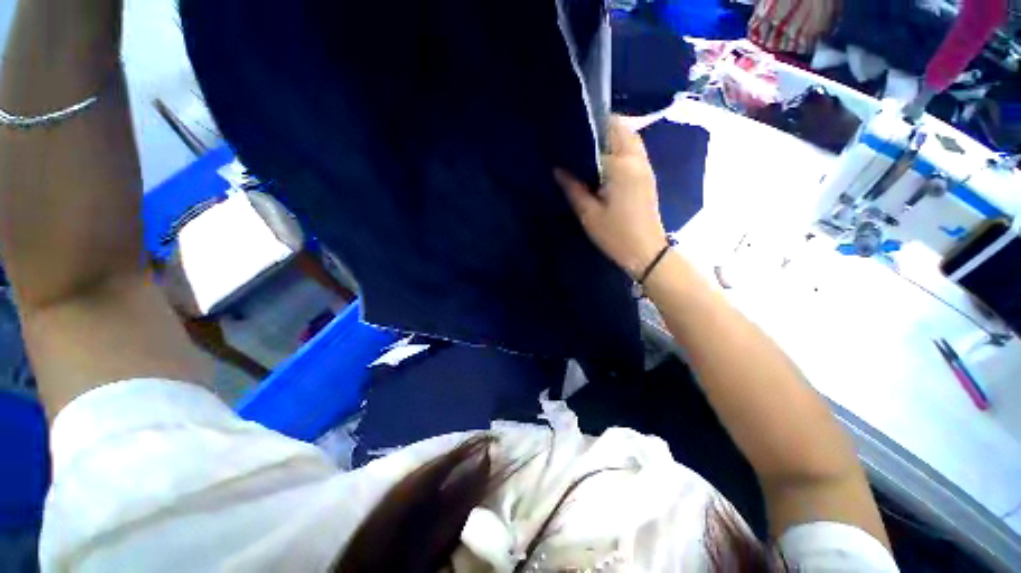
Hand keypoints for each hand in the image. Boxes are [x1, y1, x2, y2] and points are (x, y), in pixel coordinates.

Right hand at [556, 117, 667, 278]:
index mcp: (621, 166)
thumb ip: (572, 188)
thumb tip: (557, 168)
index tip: (567, 133)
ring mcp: (645, 166)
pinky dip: (620, 146)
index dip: (584, 130)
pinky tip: (604, 161)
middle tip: (577, 137)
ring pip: (630, 137)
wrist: (645, 251)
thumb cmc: (615, 234)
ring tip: (588, 147)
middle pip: (621, 128)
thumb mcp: (588, 214)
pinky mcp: (647, 175)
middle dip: (600, 126)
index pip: (602, 136)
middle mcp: (637, 159)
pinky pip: (634, 150)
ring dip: (612, 135)